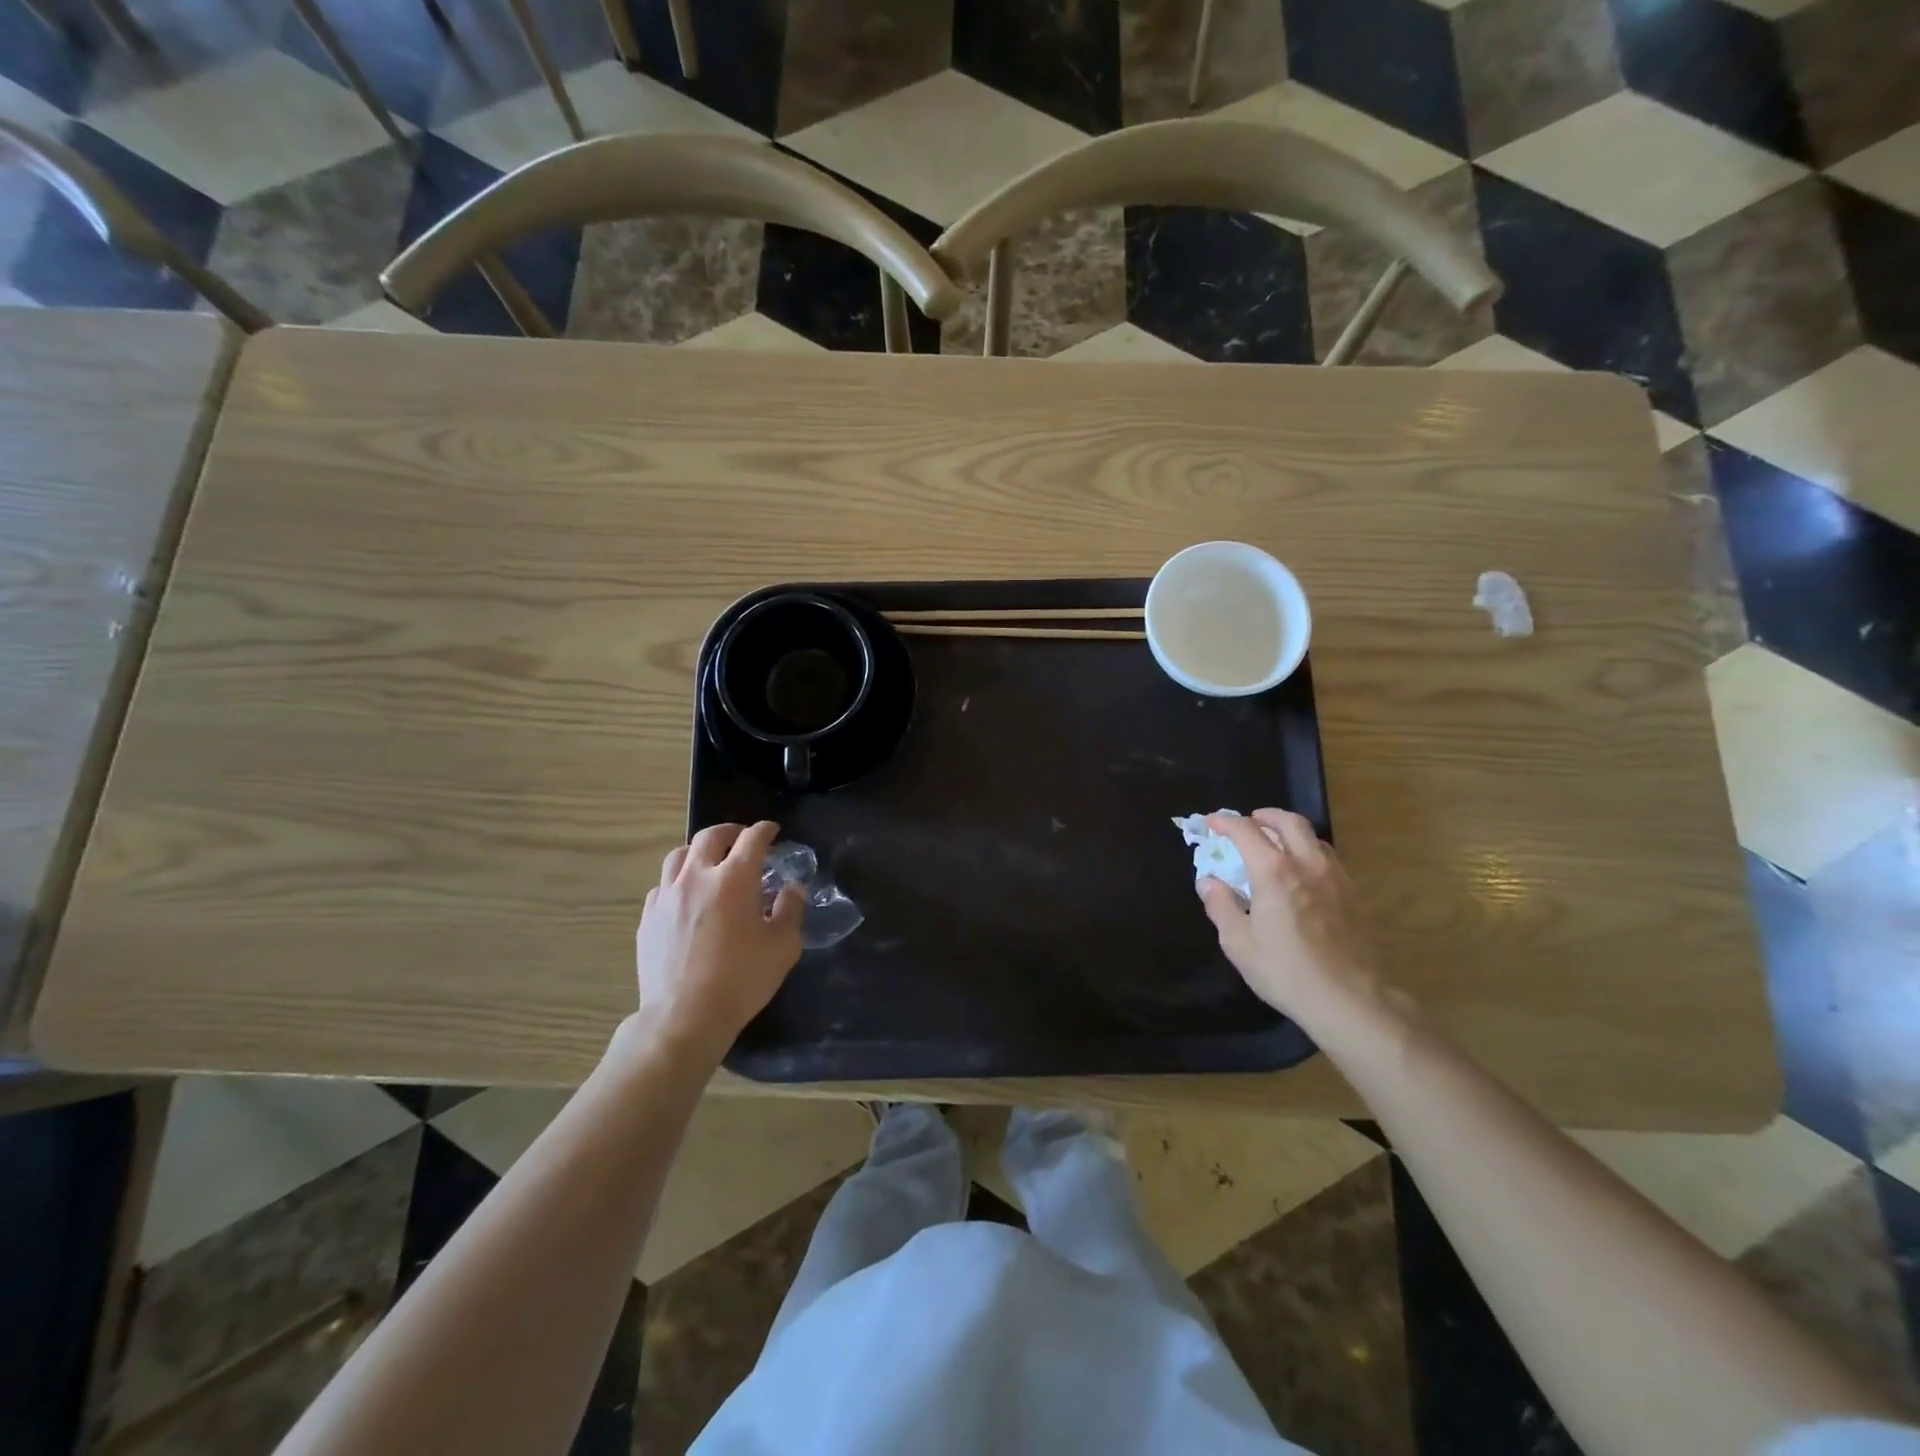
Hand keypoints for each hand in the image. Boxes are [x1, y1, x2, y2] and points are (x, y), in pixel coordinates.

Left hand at [632, 821, 803, 1057]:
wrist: (684, 1017)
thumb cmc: (741, 980)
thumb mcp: (783, 946)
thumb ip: (790, 910)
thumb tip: (791, 888)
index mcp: (734, 879)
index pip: (752, 839)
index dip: (765, 830)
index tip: (773, 831)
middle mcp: (697, 877)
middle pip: (710, 836)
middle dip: (730, 831)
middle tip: (741, 839)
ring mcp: (667, 896)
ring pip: (678, 855)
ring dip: (698, 851)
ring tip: (708, 862)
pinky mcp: (648, 918)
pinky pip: (661, 886)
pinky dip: (677, 881)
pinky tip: (684, 897)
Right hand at [1197, 810, 1379, 1021]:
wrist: (1350, 999)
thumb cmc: (1286, 971)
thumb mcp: (1238, 942)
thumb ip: (1220, 905)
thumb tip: (1208, 881)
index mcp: (1273, 871)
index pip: (1246, 830)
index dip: (1225, 822)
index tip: (1210, 823)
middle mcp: (1306, 864)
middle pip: (1288, 822)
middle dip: (1264, 816)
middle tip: (1248, 823)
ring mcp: (1335, 877)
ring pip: (1313, 837)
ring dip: (1290, 832)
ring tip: (1275, 845)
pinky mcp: (1352, 895)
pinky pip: (1327, 858)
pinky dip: (1308, 851)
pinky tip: (1301, 873)